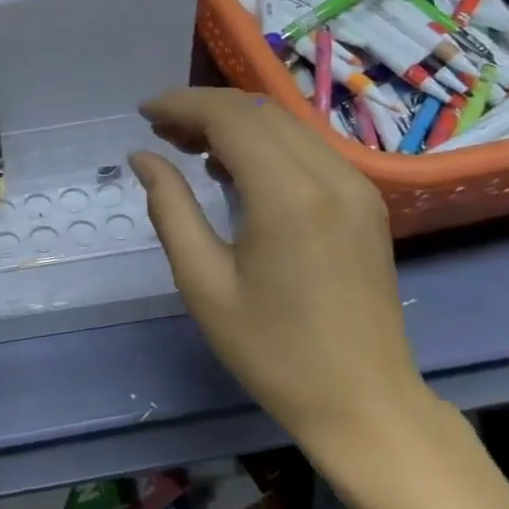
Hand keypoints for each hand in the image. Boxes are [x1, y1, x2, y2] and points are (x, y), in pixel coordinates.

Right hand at [128, 88, 426, 463]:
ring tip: (188, 146)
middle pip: (258, 111)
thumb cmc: (273, 351)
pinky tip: (233, 169)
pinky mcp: (365, 201)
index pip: (230, 117)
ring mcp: (356, 186)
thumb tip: (143, 157)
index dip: (181, 105)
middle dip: (203, 110)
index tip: (143, 112)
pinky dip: (264, 143)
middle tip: (160, 131)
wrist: (365, 404)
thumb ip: (170, 208)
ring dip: (233, 123)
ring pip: (284, 124)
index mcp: (289, 196)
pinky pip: (307, 148)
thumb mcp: (203, 282)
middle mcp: (330, 175)